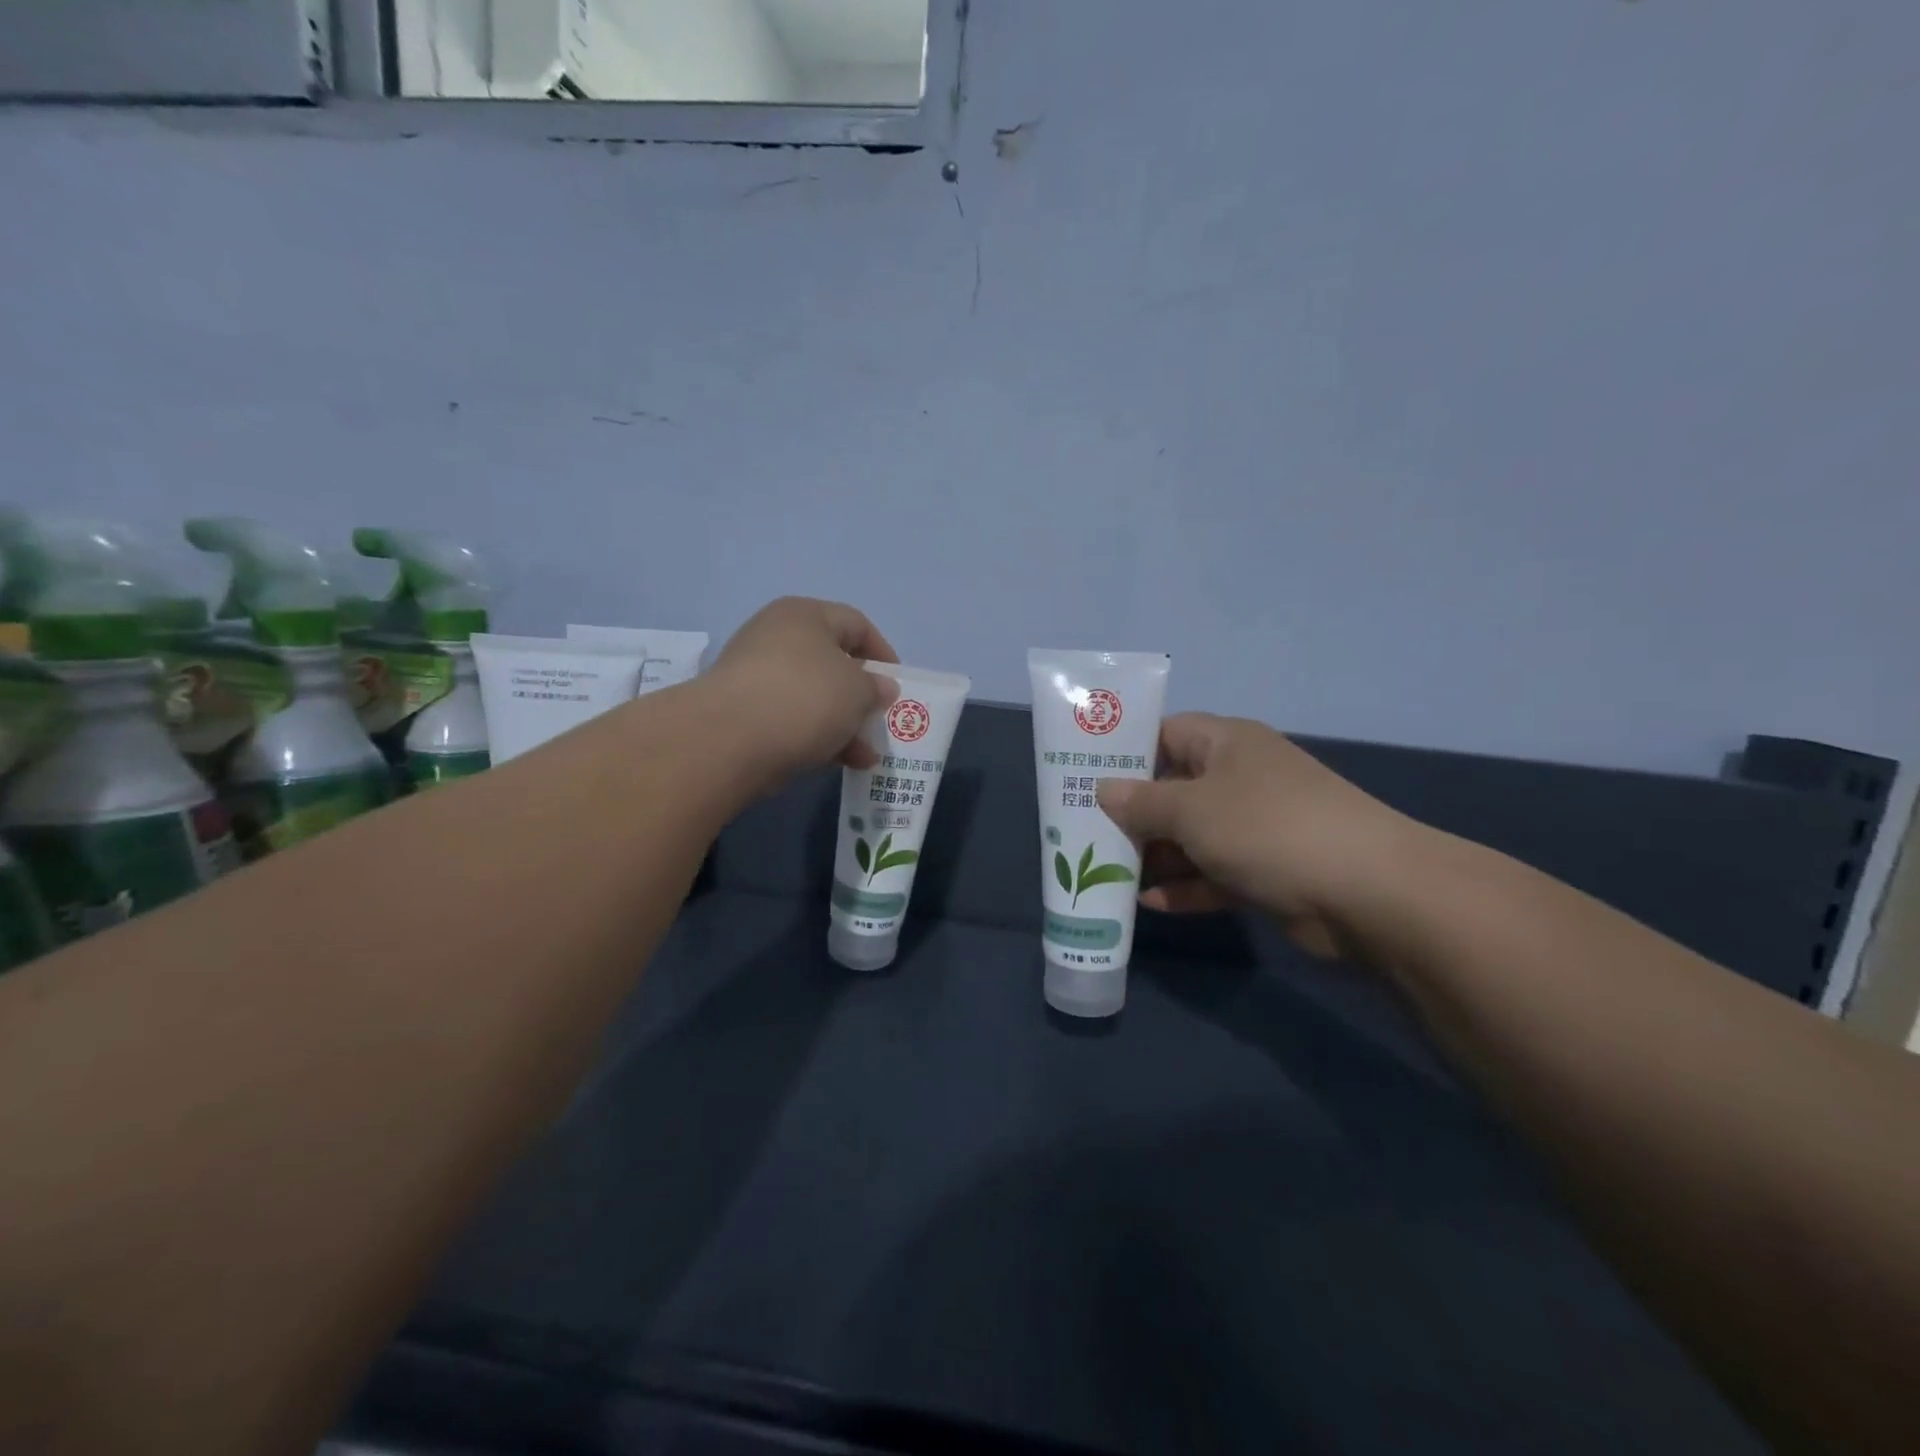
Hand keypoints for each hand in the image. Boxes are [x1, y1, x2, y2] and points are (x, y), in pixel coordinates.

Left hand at [704, 597, 898, 789]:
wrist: (730, 739)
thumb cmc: (806, 697)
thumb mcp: (858, 690)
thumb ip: (876, 688)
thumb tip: (880, 688)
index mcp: (805, 615)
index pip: (856, 624)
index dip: (883, 654)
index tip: (898, 686)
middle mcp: (776, 637)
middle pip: (832, 663)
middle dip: (861, 696)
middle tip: (879, 722)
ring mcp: (755, 676)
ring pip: (812, 697)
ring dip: (843, 725)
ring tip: (865, 756)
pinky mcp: (743, 713)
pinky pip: (791, 720)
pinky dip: (816, 738)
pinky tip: (837, 763)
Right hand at [1096, 713, 1430, 960]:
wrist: (1367, 893)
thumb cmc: (1267, 828)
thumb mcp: (1191, 809)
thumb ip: (1141, 802)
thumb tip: (1103, 790)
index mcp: (1226, 744)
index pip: (1165, 734)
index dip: (1123, 752)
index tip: (1082, 777)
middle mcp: (1240, 779)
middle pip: (1173, 789)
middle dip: (1131, 813)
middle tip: (1083, 833)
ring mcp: (1256, 827)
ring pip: (1191, 836)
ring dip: (1154, 856)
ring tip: (1104, 873)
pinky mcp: (1266, 871)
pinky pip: (1212, 874)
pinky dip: (1184, 887)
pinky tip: (1147, 904)